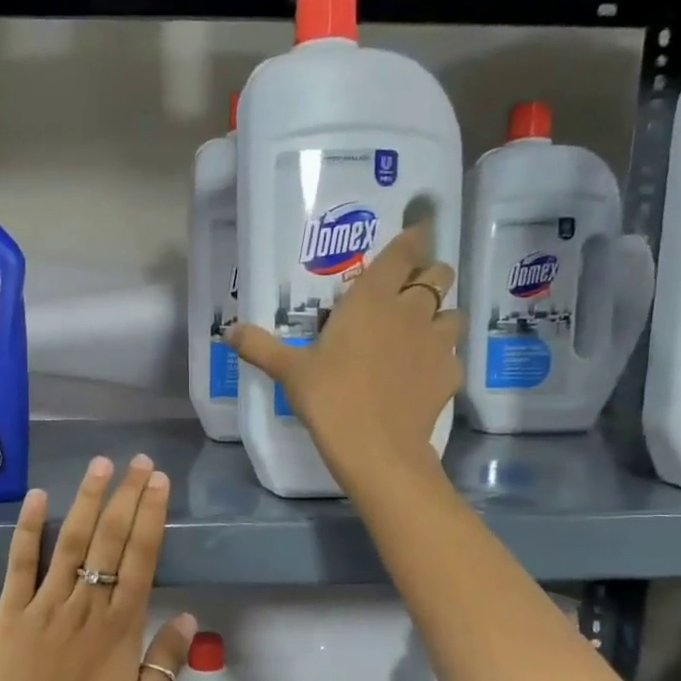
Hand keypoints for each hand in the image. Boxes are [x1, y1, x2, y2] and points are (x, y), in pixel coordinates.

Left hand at [0, 454, 197, 680]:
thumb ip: (167, 664)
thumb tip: (190, 617)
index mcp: (120, 626)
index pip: (141, 558)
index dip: (151, 516)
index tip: (158, 483)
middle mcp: (86, 603)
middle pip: (110, 538)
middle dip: (126, 495)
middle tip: (138, 461)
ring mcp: (46, 602)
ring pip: (72, 540)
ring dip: (88, 500)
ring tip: (100, 465)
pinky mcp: (12, 609)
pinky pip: (21, 562)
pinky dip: (29, 528)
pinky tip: (37, 497)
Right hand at [227, 224, 461, 488]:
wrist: (376, 448)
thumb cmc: (330, 398)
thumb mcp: (289, 371)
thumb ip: (260, 346)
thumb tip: (228, 331)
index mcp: (371, 299)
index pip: (403, 252)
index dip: (413, 238)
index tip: (416, 232)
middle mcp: (411, 310)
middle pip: (438, 273)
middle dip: (428, 274)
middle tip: (408, 290)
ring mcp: (437, 341)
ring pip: (452, 312)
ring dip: (439, 315)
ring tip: (418, 332)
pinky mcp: (451, 372)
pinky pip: (452, 353)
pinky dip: (441, 356)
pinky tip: (422, 372)